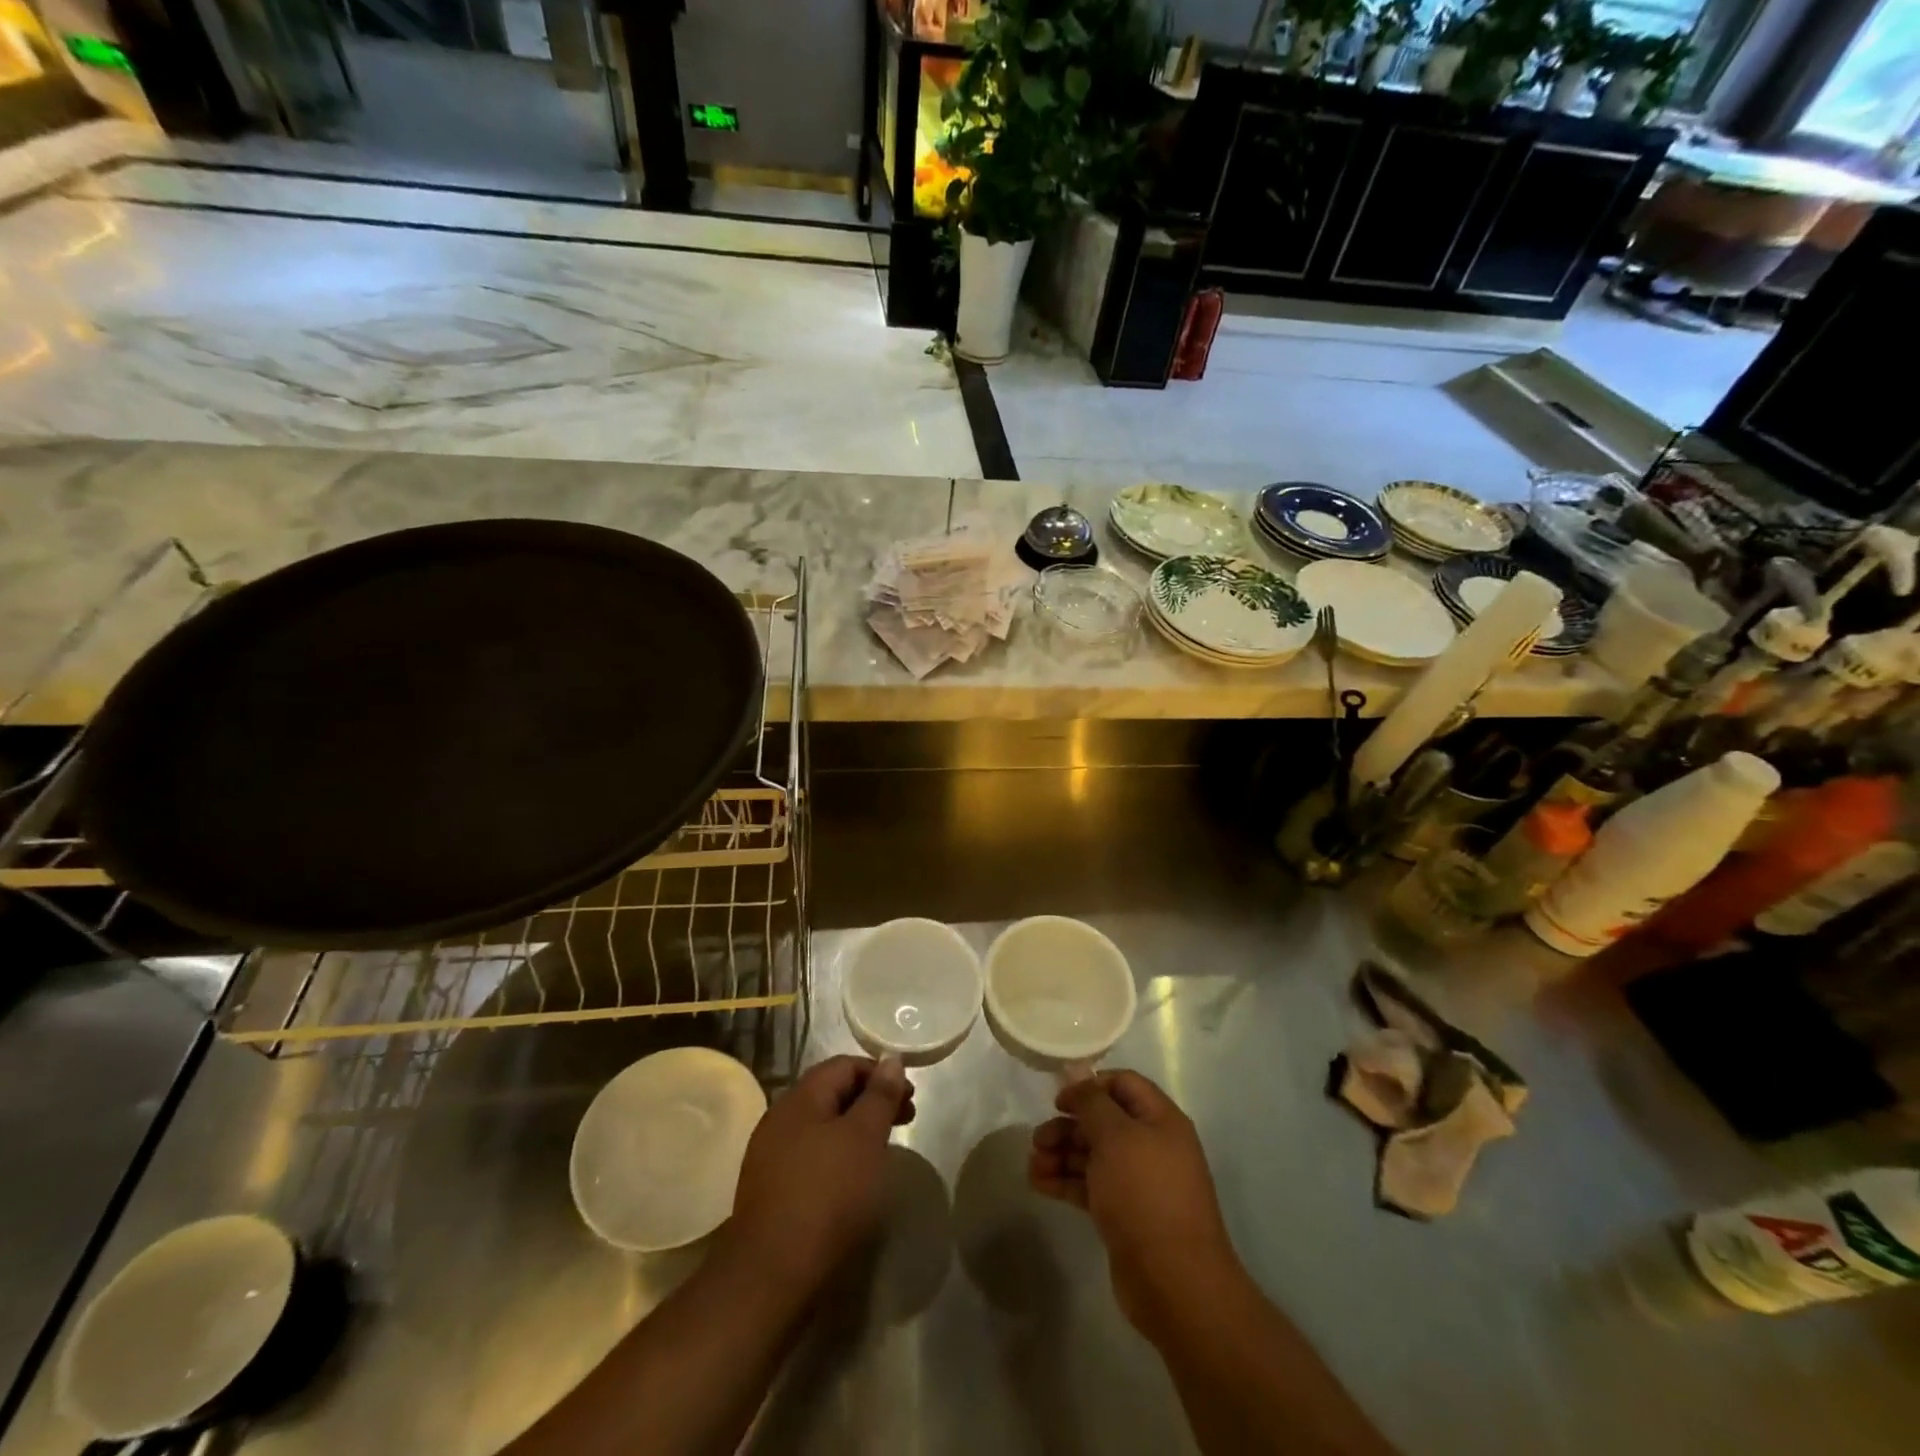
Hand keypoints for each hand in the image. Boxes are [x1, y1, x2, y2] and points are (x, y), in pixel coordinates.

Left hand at [724, 1054, 914, 1302]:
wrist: (772, 1275)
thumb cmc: (827, 1195)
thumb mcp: (865, 1138)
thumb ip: (880, 1096)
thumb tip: (891, 1061)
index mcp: (801, 1098)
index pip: (844, 1066)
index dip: (880, 1073)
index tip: (909, 1097)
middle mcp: (780, 1118)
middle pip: (831, 1094)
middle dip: (871, 1102)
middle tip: (905, 1121)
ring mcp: (770, 1156)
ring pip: (821, 1127)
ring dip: (855, 1130)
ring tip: (882, 1152)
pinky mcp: (770, 1190)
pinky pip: (810, 1157)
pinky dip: (837, 1157)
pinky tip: (853, 1181)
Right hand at [1029, 1070, 1241, 1341]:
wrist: (1174, 1281)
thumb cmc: (1144, 1193)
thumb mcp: (1115, 1136)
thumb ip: (1092, 1103)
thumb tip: (1079, 1083)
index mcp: (1161, 1120)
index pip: (1124, 1084)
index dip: (1090, 1086)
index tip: (1060, 1100)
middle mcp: (1153, 1146)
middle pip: (1104, 1121)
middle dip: (1069, 1126)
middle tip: (1038, 1139)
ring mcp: (1139, 1183)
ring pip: (1094, 1156)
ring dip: (1062, 1154)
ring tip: (1033, 1164)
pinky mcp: (1125, 1215)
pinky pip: (1091, 1186)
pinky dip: (1066, 1181)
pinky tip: (1039, 1183)